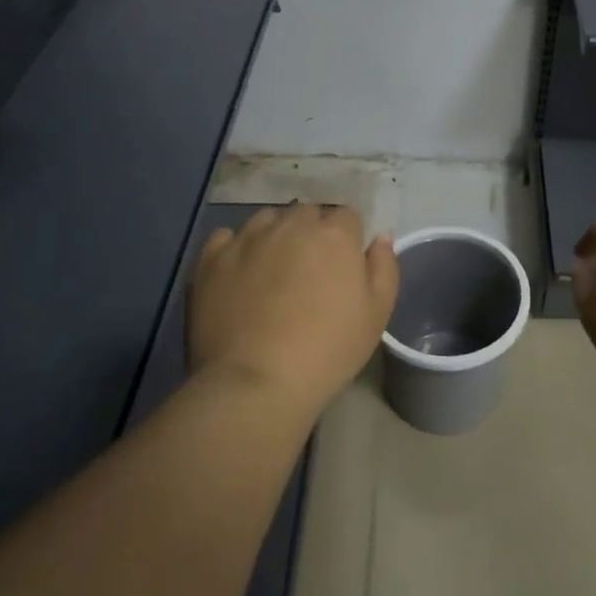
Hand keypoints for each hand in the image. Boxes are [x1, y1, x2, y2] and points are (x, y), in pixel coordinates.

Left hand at [188, 203, 398, 417]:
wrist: (257, 382)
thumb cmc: (328, 350)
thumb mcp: (377, 314)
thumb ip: (384, 267)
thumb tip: (380, 237)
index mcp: (334, 234)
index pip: (346, 216)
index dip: (346, 239)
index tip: (343, 266)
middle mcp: (291, 225)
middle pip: (306, 214)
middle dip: (311, 233)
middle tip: (310, 271)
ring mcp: (248, 239)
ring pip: (267, 220)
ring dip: (274, 235)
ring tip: (272, 271)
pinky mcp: (212, 259)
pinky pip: (226, 237)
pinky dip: (235, 248)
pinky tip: (239, 273)